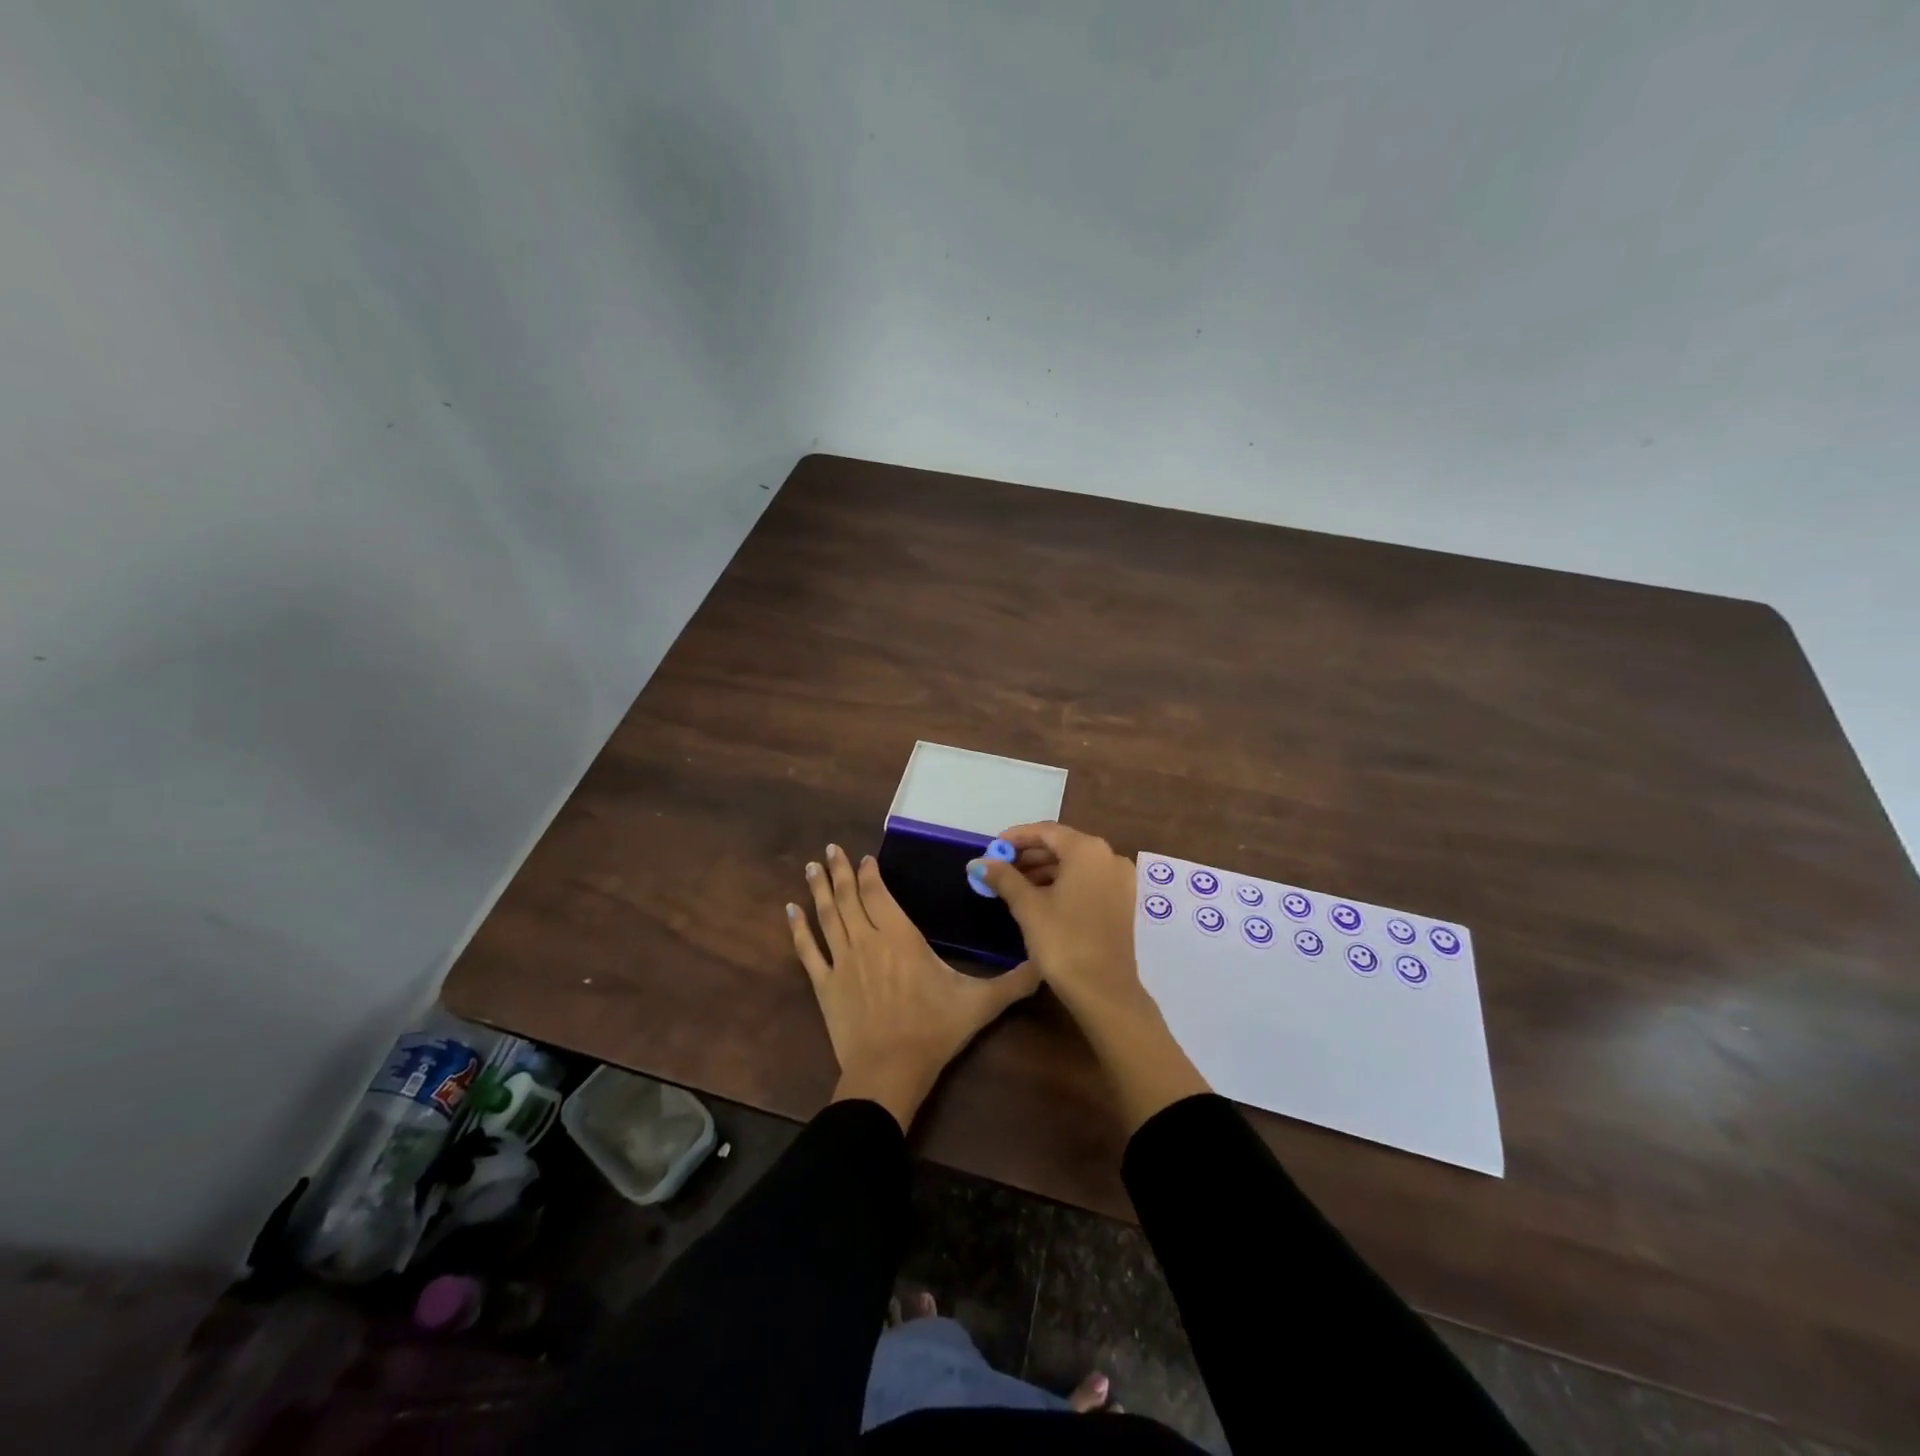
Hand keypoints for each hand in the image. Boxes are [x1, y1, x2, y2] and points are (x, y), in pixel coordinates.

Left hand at [789, 843, 1040, 1131]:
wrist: (889, 1071)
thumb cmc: (934, 1030)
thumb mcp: (980, 1004)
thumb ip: (1014, 981)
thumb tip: (1046, 964)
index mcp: (900, 936)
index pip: (879, 894)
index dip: (869, 874)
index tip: (862, 858)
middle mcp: (867, 939)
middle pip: (849, 897)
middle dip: (839, 871)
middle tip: (830, 849)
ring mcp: (842, 961)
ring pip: (828, 916)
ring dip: (819, 889)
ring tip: (811, 867)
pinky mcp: (824, 985)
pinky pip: (808, 950)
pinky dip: (798, 929)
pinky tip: (790, 910)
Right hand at [973, 823, 1210, 1131]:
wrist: (1104, 991)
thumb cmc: (1063, 941)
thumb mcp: (1028, 907)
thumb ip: (1003, 878)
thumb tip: (978, 862)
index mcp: (1087, 850)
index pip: (1046, 831)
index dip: (1015, 837)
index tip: (991, 848)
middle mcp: (1109, 856)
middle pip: (1062, 845)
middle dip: (1028, 855)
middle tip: (999, 868)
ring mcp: (1119, 879)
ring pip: (1074, 864)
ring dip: (1043, 870)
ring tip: (1012, 884)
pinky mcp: (1121, 900)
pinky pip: (1087, 879)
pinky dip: (1062, 882)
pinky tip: (1038, 897)